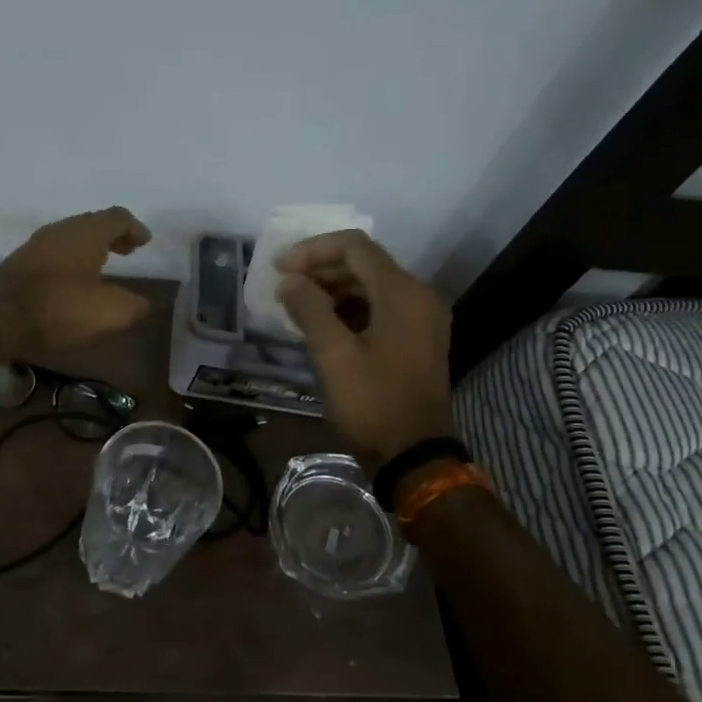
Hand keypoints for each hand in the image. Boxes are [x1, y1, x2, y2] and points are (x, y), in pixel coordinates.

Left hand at [0, 207, 153, 355]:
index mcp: (86, 233)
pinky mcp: (19, 263)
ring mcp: (36, 245)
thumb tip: (143, 304)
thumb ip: (133, 306)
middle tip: (128, 249)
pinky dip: (71, 259)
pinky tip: (72, 280)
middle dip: (113, 236)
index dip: (134, 228)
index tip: (145, 242)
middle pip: (92, 223)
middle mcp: (60, 230)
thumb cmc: (58, 309)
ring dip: (90, 247)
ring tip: (102, 265)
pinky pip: (54, 252)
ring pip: (70, 237)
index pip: (117, 218)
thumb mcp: (108, 313)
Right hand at [276, 231, 453, 470]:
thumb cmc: (373, 402)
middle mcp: (419, 296)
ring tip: (296, 305)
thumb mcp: (334, 355)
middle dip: (321, 269)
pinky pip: (380, 308)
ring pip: (372, 286)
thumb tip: (289, 281)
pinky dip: (349, 308)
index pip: (355, 247)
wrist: (414, 454)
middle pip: (365, 263)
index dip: (313, 250)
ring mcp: (421, 319)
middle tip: (283, 286)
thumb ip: (310, 309)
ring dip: (333, 289)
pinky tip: (321, 323)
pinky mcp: (416, 339)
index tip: (280, 268)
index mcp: (403, 293)